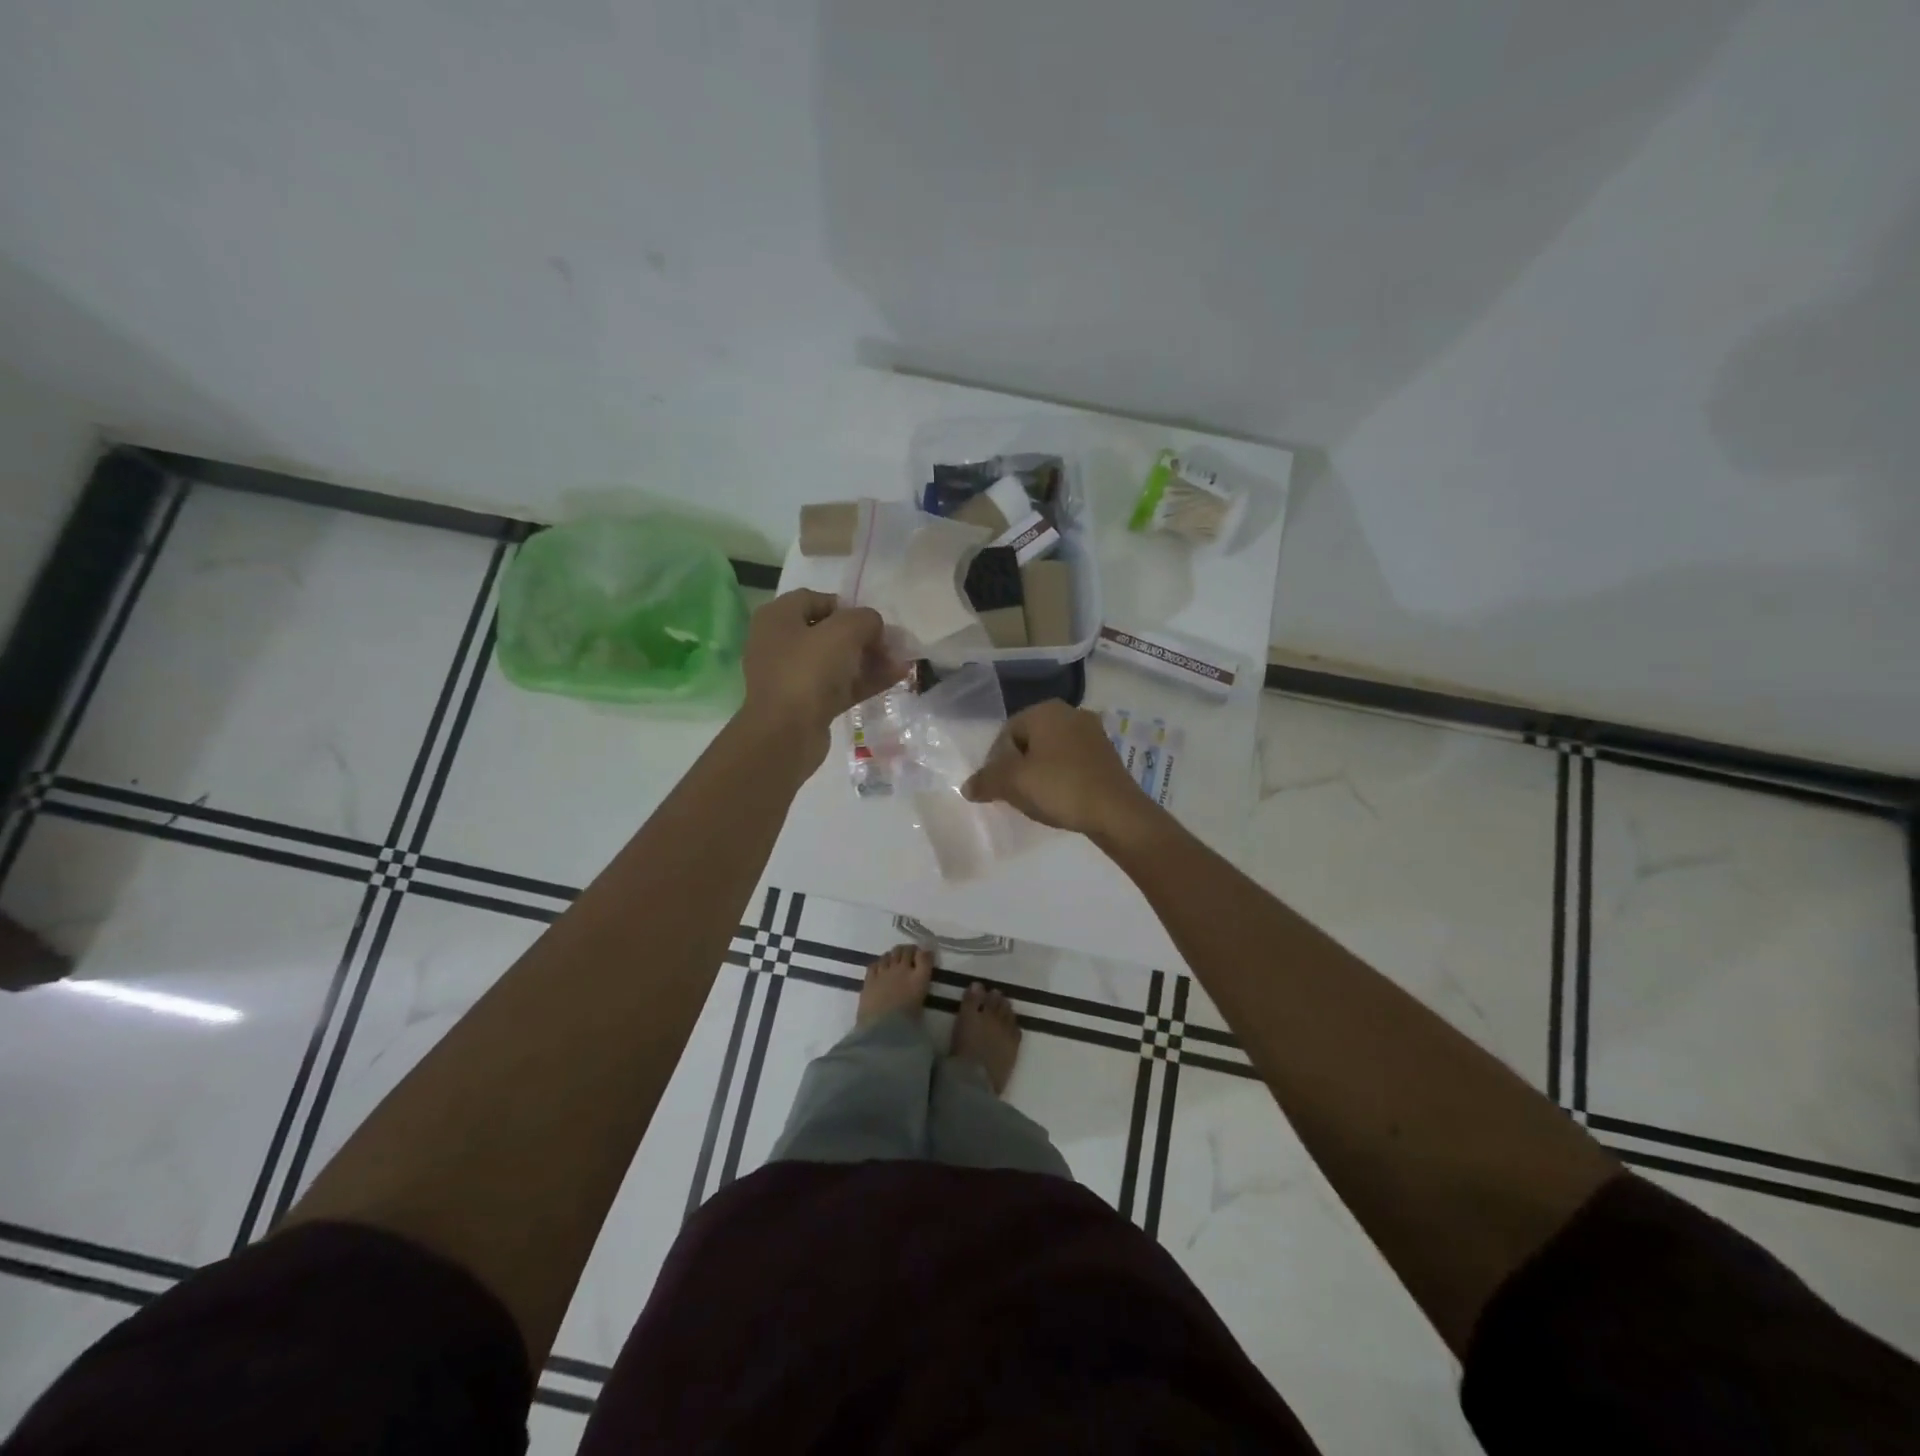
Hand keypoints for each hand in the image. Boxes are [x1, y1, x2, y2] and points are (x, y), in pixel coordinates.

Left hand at [741, 589, 901, 765]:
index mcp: (778, 617)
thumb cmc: (808, 671)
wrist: (784, 734)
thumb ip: (865, 619)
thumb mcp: (844, 632)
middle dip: (865, 637)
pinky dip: (865, 680)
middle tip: (892, 645)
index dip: (847, 606)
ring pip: (838, 661)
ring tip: (902, 662)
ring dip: (870, 660)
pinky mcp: (807, 704)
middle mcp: (781, 643)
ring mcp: (793, 676)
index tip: (872, 621)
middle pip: (829, 632)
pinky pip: (840, 685)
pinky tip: (896, 677)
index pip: (816, 599)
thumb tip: (874, 625)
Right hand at [962, 700, 1153, 840]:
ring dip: (1038, 773)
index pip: (1006, 732)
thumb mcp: (1014, 784)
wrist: (1117, 812)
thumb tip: (968, 787)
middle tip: (1013, 794)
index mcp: (1045, 711)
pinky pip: (1071, 762)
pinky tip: (1060, 799)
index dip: (995, 762)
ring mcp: (1092, 733)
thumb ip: (986, 781)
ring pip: (1051, 752)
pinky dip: (1060, 777)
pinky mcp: (1106, 754)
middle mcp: (1070, 713)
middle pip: (1029, 741)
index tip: (997, 788)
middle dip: (1017, 767)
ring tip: (1036, 800)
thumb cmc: (1060, 788)